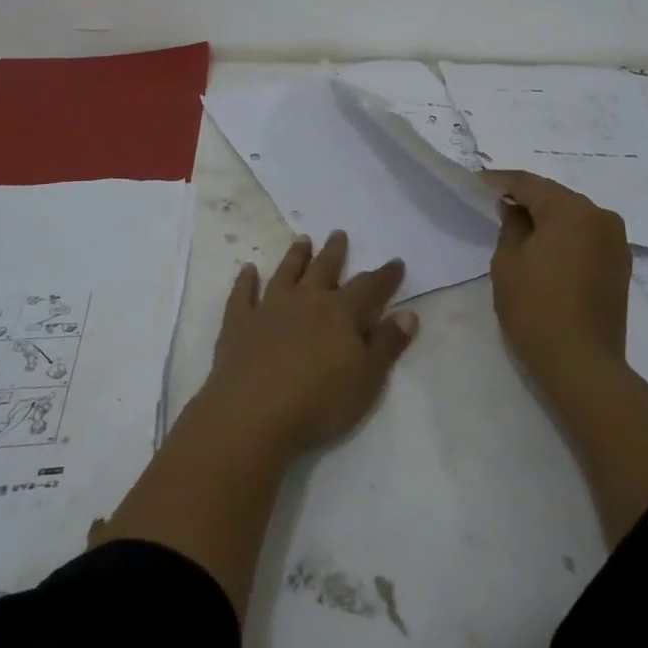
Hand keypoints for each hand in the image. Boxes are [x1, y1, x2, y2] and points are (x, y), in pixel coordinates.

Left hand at [199, 232, 417, 456]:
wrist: (254, 414)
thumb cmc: (319, 401)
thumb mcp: (367, 379)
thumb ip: (387, 344)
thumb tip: (408, 313)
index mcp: (340, 313)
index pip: (368, 287)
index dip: (384, 276)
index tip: (395, 262)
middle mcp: (305, 301)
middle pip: (323, 269)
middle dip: (334, 252)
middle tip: (338, 233)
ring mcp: (269, 309)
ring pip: (285, 274)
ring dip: (295, 256)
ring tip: (302, 240)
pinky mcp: (239, 324)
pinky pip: (242, 295)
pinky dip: (245, 281)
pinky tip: (248, 270)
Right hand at [485, 171, 630, 385]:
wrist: (581, 364)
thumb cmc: (535, 308)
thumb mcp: (508, 261)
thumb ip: (511, 225)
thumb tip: (516, 210)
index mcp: (572, 210)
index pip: (529, 184)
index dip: (500, 181)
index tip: (476, 182)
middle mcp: (601, 216)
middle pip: (555, 197)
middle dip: (525, 197)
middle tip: (495, 201)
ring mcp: (616, 241)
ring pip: (573, 216)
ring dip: (547, 217)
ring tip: (518, 223)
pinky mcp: (620, 265)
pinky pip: (586, 237)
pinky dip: (564, 236)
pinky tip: (544, 246)